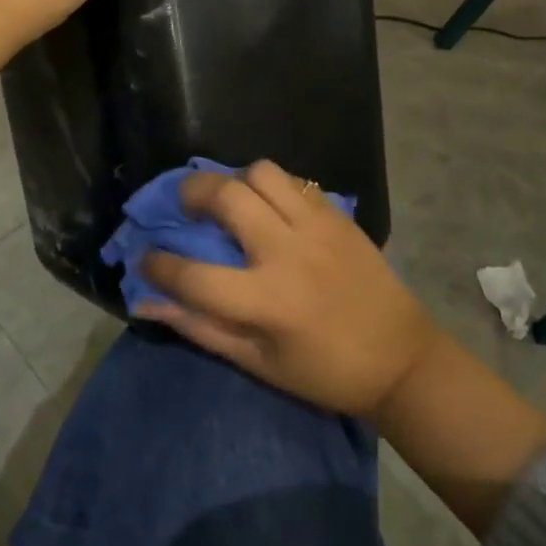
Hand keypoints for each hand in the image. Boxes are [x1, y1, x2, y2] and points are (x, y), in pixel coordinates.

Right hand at [135, 162, 443, 420]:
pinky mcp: (337, 214)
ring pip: (261, 173)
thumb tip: (147, 303)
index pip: (192, 274)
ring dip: (235, 179)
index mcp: (267, 302)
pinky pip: (293, 179)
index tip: (145, 257)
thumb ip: (200, 328)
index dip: (157, 263)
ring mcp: (317, 226)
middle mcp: (288, 253)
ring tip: (229, 198)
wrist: (400, 359)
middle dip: (191, 192)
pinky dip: (269, 184)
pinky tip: (266, 203)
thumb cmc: (323, 372)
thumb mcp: (257, 363)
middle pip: (226, 197)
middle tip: (183, 204)